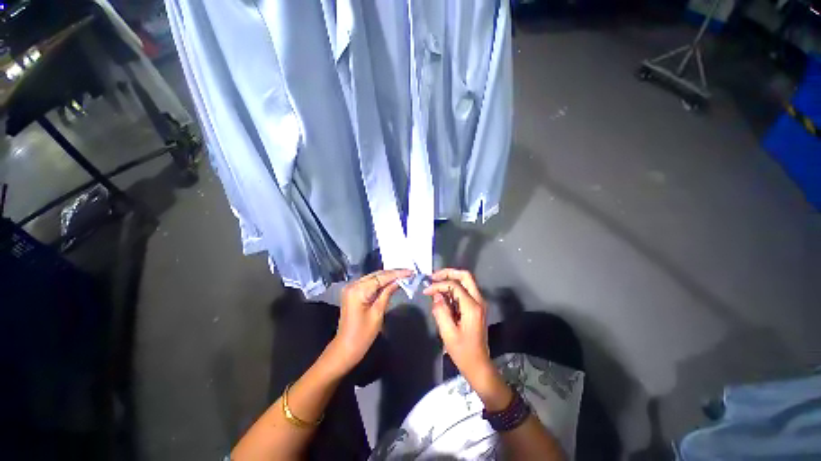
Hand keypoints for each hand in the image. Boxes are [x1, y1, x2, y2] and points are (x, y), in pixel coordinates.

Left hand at [328, 269, 411, 373]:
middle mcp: (353, 284)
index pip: (381, 277)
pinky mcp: (353, 292)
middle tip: (409, 273)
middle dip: (393, 273)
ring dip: (388, 276)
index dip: (397, 274)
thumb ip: (387, 293)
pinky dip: (381, 282)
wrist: (345, 348)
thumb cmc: (363, 335)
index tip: (411, 272)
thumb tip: (399, 281)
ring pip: (373, 277)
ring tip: (403, 275)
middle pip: (377, 274)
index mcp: (358, 290)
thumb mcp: (378, 313)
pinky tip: (391, 281)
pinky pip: (369, 283)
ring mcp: (352, 287)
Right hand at [423, 269, 494, 385]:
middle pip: (465, 276)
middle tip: (434, 277)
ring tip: (436, 286)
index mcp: (472, 307)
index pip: (454, 285)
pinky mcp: (476, 307)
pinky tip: (443, 297)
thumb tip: (436, 295)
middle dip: (448, 273)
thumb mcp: (448, 333)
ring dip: (451, 280)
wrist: (479, 366)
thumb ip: (440, 310)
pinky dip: (453, 289)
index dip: (439, 285)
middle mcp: (479, 301)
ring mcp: (479, 303)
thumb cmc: (463, 352)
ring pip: (466, 282)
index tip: (427, 290)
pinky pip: (465, 291)